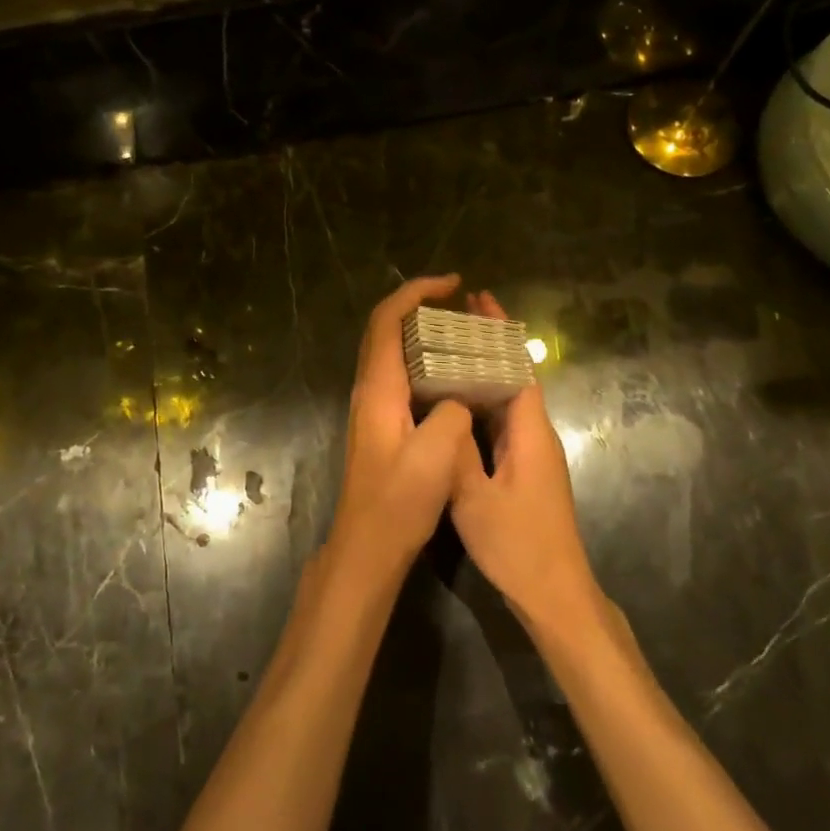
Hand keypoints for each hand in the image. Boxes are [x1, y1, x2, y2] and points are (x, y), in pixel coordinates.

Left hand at [328, 275, 478, 582]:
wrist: (367, 546)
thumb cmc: (398, 502)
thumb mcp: (436, 457)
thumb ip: (452, 414)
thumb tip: (458, 398)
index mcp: (378, 389)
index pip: (387, 321)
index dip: (415, 293)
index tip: (451, 283)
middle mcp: (370, 390)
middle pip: (386, 330)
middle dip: (419, 305)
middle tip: (459, 303)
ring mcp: (373, 407)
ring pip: (393, 352)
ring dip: (422, 332)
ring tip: (462, 331)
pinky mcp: (381, 425)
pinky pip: (401, 375)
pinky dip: (425, 361)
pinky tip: (453, 376)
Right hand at [449, 292, 604, 632]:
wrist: (555, 594)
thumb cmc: (518, 544)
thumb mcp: (475, 499)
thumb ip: (456, 452)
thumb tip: (442, 408)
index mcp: (530, 430)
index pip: (517, 366)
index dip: (499, 331)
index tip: (478, 299)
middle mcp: (535, 433)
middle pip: (513, 376)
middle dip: (487, 344)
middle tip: (451, 318)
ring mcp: (532, 453)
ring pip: (507, 400)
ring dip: (483, 372)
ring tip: (446, 349)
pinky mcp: (525, 470)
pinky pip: (502, 423)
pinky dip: (481, 403)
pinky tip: (456, 404)